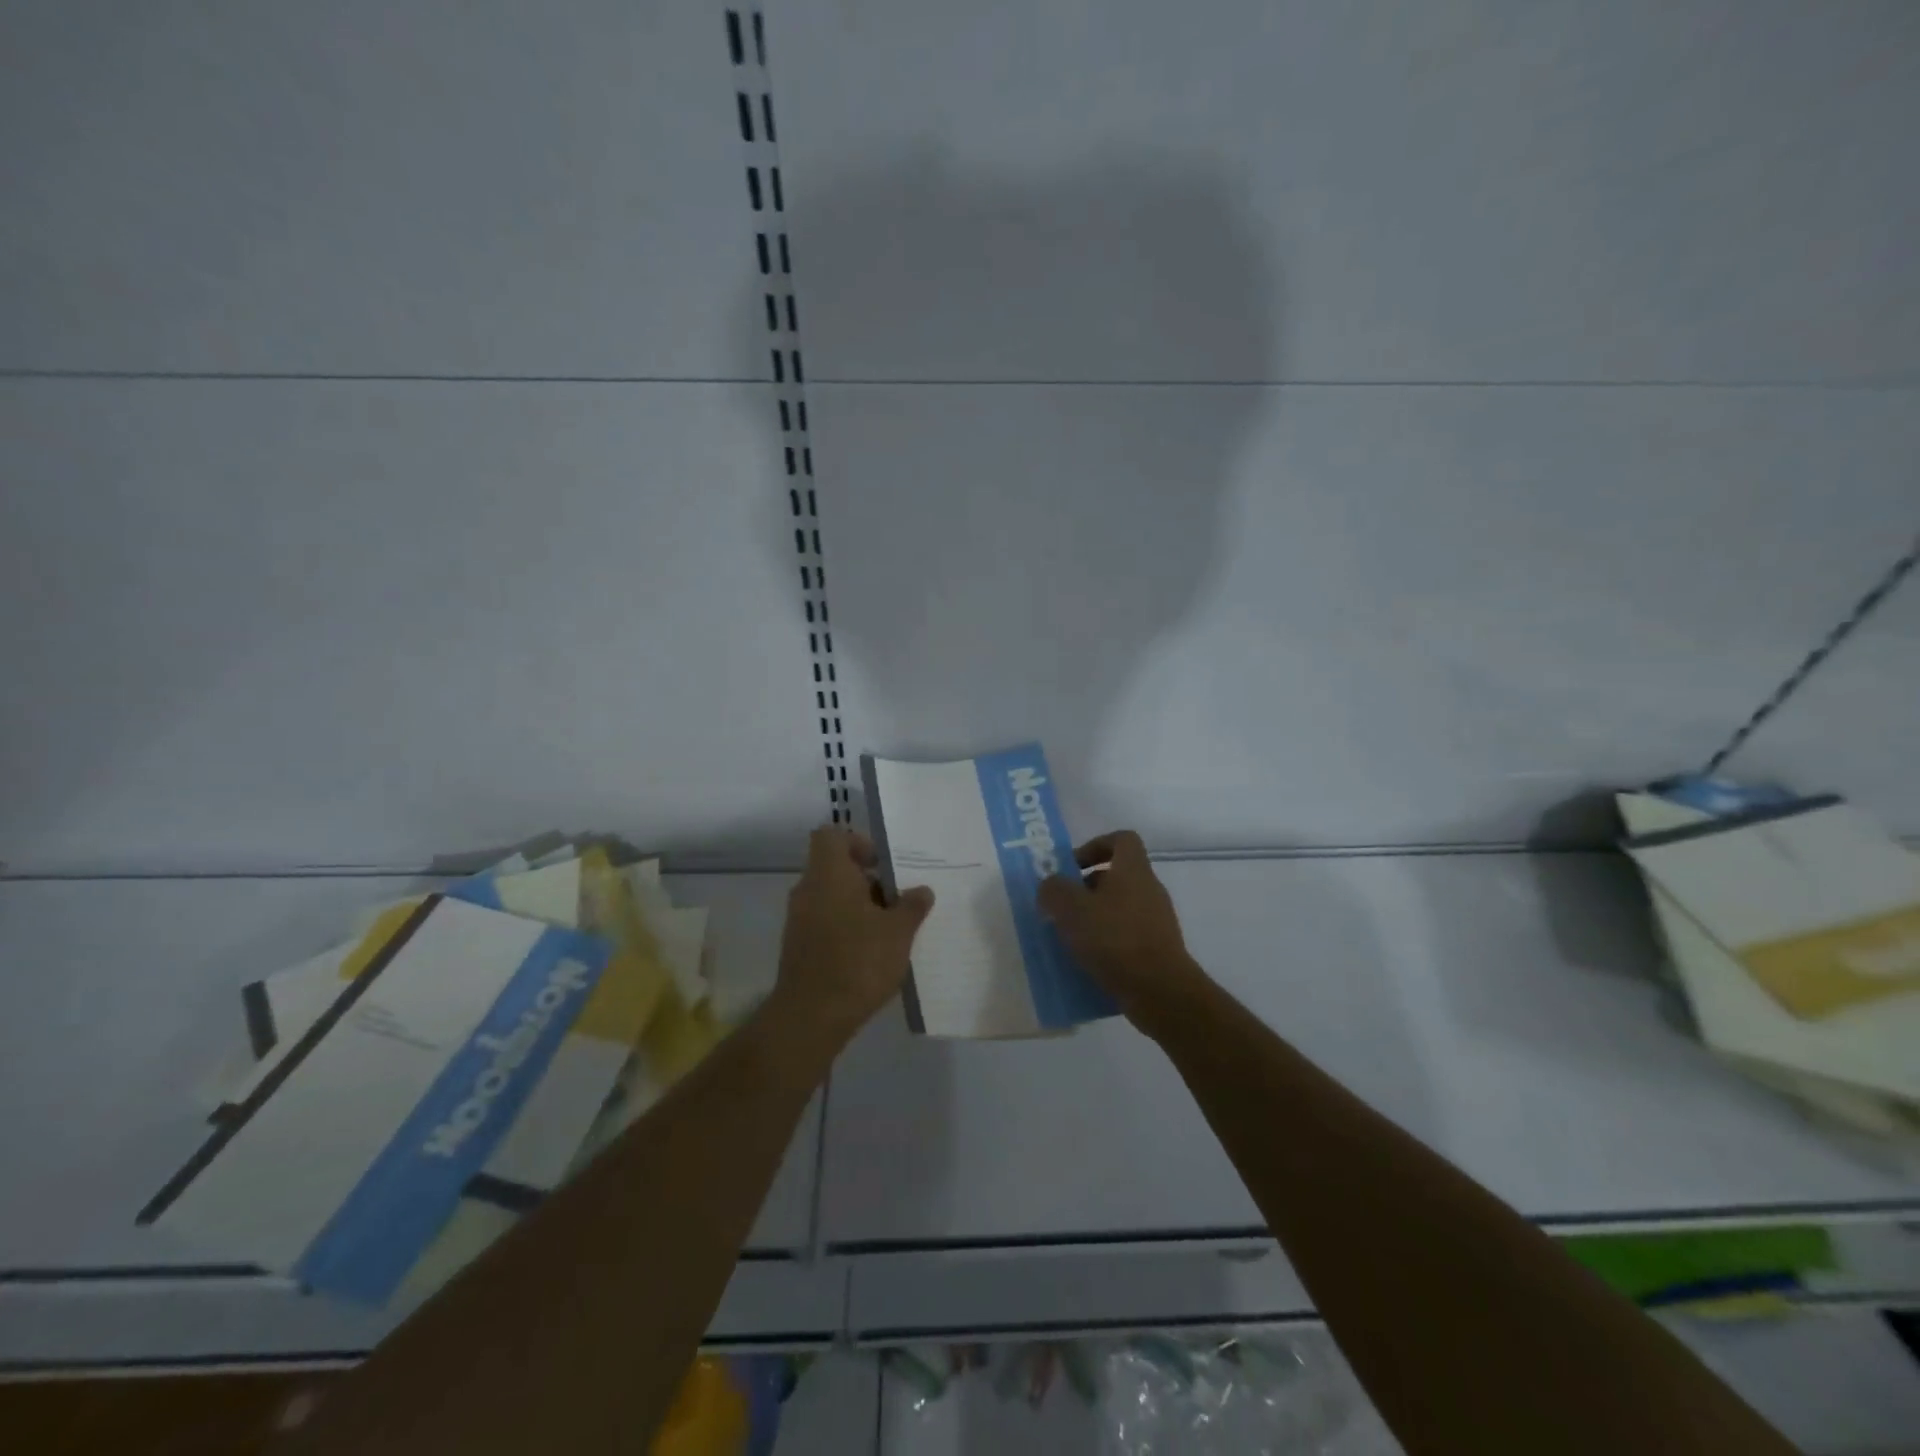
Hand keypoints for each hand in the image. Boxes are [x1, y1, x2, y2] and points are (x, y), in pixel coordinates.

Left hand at [773, 825, 933, 1049]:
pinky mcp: (798, 947)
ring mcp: (799, 920)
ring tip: (891, 930)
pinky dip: (846, 929)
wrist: (811, 1017)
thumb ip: (912, 906)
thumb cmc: (858, 961)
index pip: (831, 836)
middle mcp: (808, 890)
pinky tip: (871, 954)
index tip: (883, 865)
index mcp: (829, 874)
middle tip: (898, 900)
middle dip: (868, 880)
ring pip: (832, 897)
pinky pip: (825, 923)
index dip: (857, 842)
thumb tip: (922, 890)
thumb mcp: (899, 932)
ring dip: (860, 907)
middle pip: (836, 869)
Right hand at [1037, 830, 1207, 1031]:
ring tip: (1069, 938)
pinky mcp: (1158, 950)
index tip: (1072, 866)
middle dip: (1086, 888)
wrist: (1160, 991)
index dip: (1095, 845)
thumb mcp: (1071, 909)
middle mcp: (1149, 889)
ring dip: (1094, 918)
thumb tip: (1050, 886)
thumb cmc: (1114, 939)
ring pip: (1119, 908)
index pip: (1121, 839)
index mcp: (1133, 870)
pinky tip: (1087, 961)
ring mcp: (1157, 921)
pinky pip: (1126, 937)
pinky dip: (1106, 944)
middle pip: (1117, 876)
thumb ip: (1054, 890)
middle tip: (1062, 906)